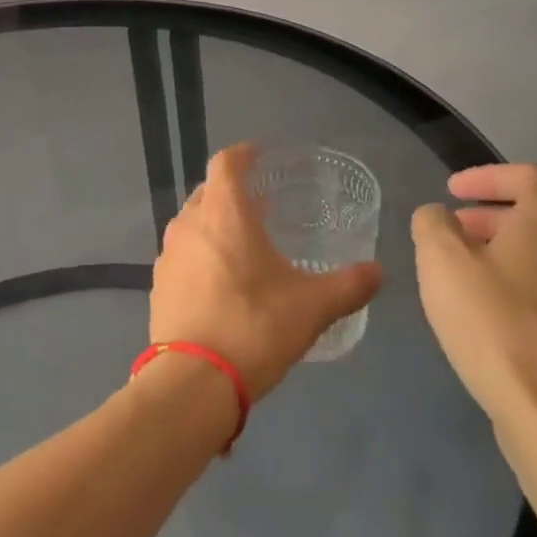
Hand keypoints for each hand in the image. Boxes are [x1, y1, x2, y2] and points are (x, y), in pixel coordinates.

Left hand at [150, 144, 381, 402]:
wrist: (193, 382)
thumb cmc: (254, 328)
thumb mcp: (312, 306)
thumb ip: (349, 285)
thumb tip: (378, 273)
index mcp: (223, 213)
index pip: (226, 163)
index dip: (244, 154)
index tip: (260, 155)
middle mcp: (189, 224)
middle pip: (208, 192)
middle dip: (232, 193)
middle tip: (261, 206)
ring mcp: (168, 256)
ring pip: (192, 225)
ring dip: (215, 226)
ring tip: (243, 244)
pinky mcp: (158, 286)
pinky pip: (182, 256)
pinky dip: (201, 256)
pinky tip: (221, 282)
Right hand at [411, 164, 536, 443]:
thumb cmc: (494, 323)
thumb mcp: (442, 261)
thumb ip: (433, 224)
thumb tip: (438, 216)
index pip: (527, 176)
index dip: (487, 175)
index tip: (452, 190)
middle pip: (536, 215)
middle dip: (489, 215)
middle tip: (452, 230)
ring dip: (502, 250)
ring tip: (462, 271)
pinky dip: (516, 283)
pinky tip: (486, 311)